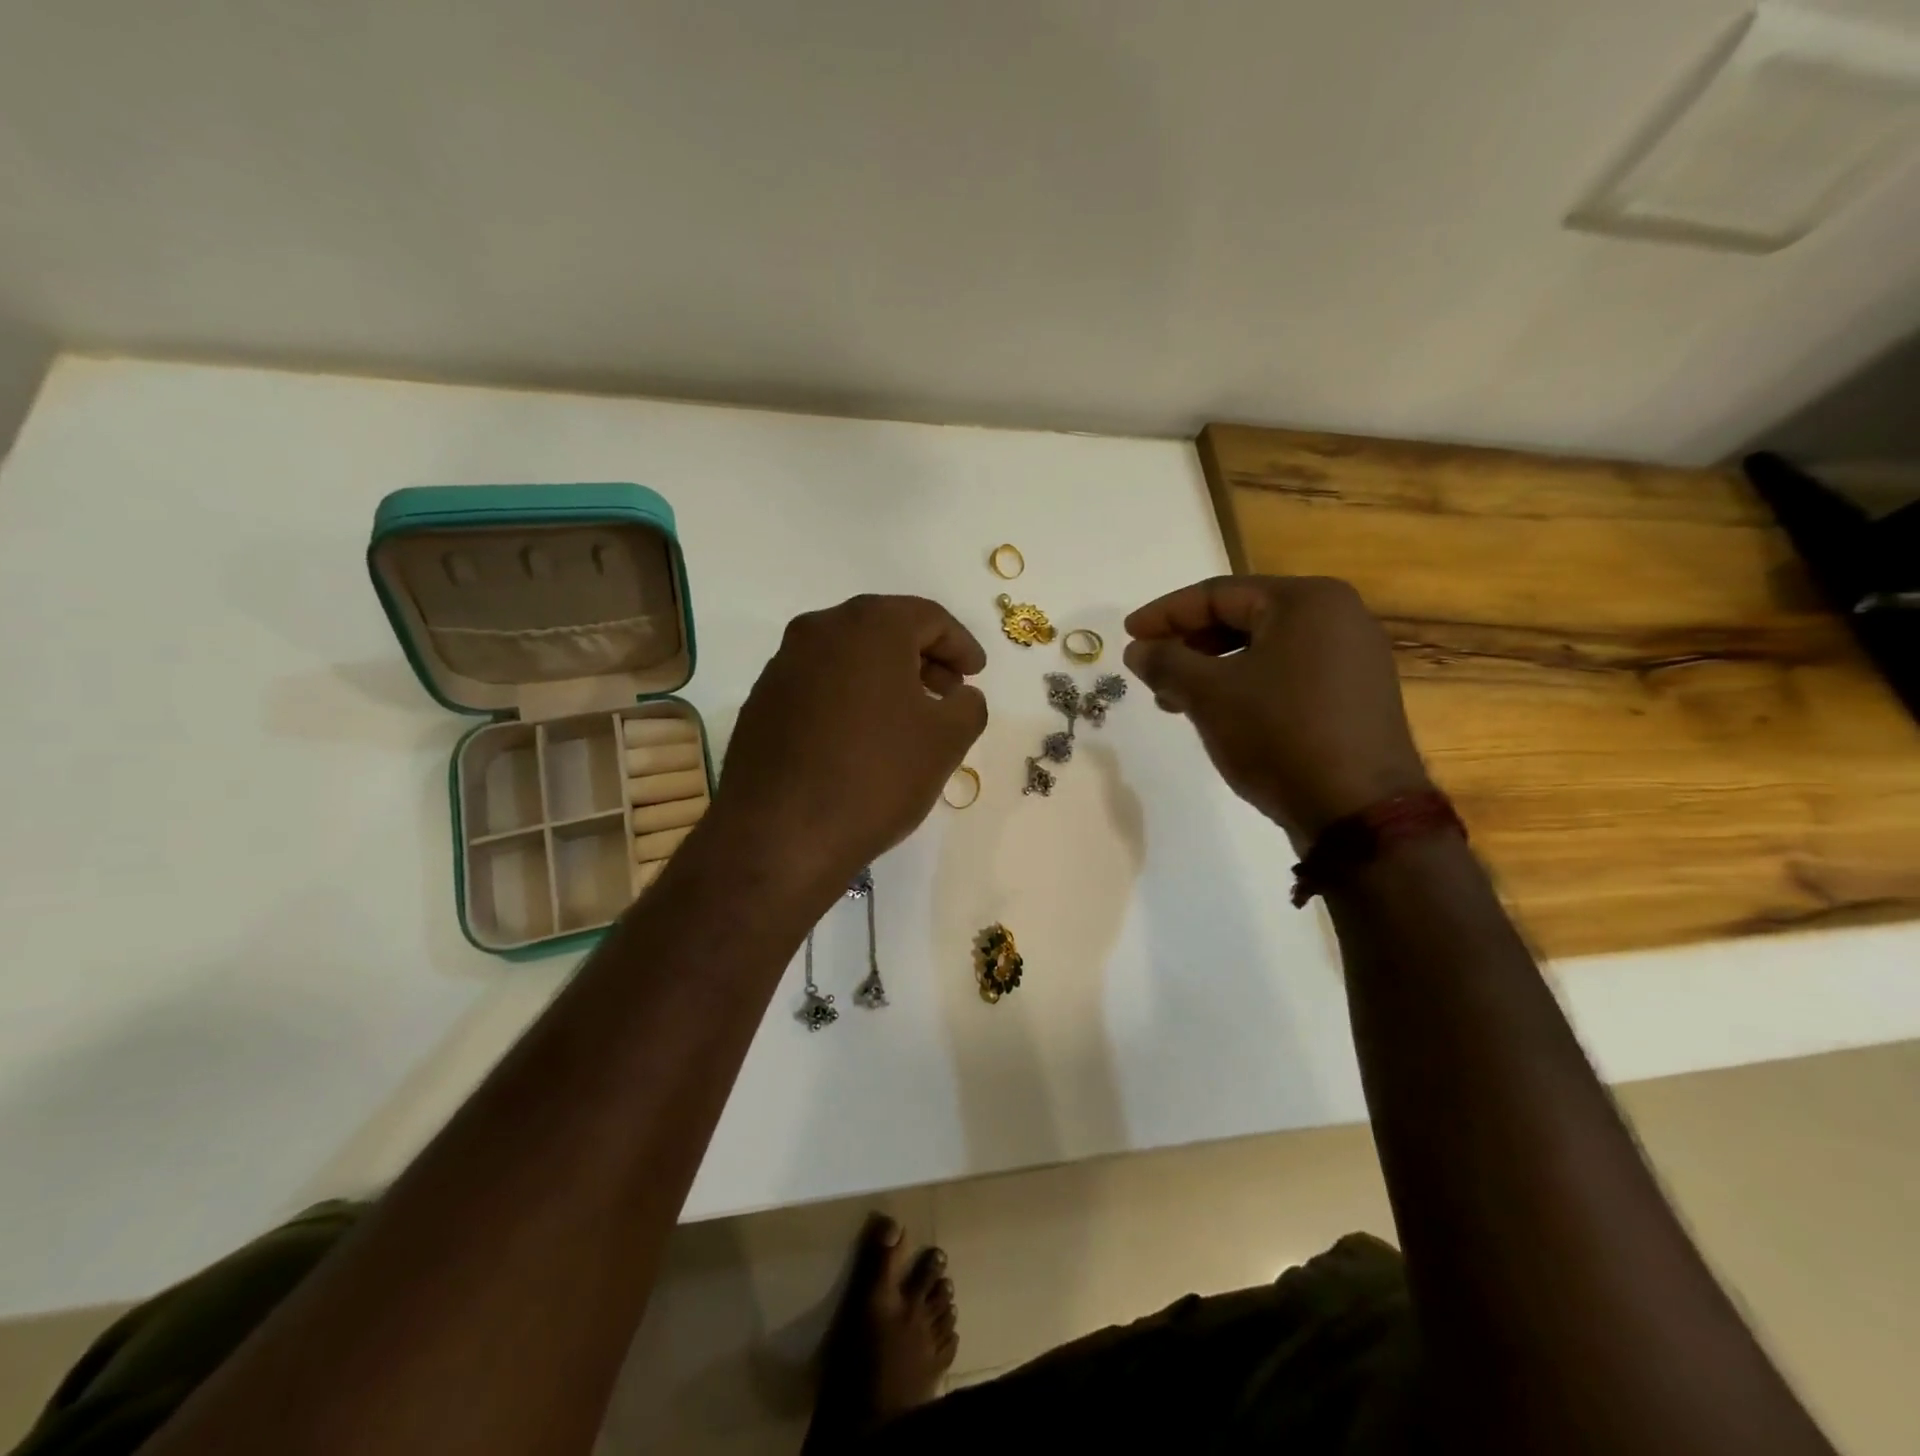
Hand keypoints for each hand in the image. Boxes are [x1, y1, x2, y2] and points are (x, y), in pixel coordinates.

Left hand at [712, 594, 988, 885]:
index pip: (929, 617)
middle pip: (885, 629)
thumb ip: (968, 704)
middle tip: (948, 691)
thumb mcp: (947, 740)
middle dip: (923, 657)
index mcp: (869, 625)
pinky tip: (861, 736)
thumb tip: (960, 695)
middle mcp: (819, 630)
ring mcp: (782, 665)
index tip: (976, 673)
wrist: (780, 834)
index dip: (961, 644)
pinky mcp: (761, 701)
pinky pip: (819, 684)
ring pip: (849, 656)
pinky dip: (849, 696)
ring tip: (908, 717)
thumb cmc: (876, 775)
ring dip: (885, 677)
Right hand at [1123, 576, 1429, 845]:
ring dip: (1212, 670)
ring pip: (1262, 651)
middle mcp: (1338, 617)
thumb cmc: (1279, 735)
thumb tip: (1137, 649)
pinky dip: (1245, 686)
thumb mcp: (1209, 694)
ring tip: (1173, 700)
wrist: (1358, 812)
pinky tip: (1218, 714)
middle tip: (1149, 669)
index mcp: (1307, 601)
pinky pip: (1286, 675)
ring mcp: (1352, 658)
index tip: (1128, 635)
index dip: (1165, 614)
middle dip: (1188, 645)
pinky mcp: (1354, 696)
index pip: (1218, 594)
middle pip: (1242, 619)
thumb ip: (1166, 662)